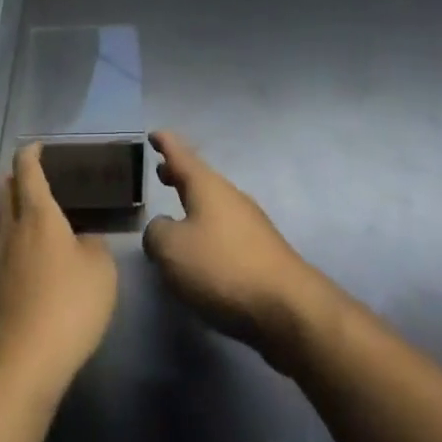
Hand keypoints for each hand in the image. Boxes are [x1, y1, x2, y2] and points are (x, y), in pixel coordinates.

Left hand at [0, 143, 117, 400]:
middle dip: (15, 178)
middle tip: (36, 179)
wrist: (21, 365)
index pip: (27, 168)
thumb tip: (82, 241)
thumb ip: (94, 246)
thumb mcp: (101, 271)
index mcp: (38, 213)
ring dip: (12, 212)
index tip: (41, 147)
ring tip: (34, 222)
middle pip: (4, 189)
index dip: (32, 152)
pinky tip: (28, 264)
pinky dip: (11, 246)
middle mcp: (10, 228)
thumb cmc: (67, 306)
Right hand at [142, 131, 330, 369]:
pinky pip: (226, 230)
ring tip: (177, 214)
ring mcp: (250, 223)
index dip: (165, 143)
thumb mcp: (172, 249)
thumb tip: (161, 229)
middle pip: (200, 178)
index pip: (180, 155)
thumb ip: (156, 233)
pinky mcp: (261, 253)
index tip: (153, 133)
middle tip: (161, 172)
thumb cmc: (223, 268)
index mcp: (206, 186)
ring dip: (194, 204)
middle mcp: (229, 196)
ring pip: (214, 204)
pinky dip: (208, 229)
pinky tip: (202, 252)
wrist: (288, 308)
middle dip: (180, 174)